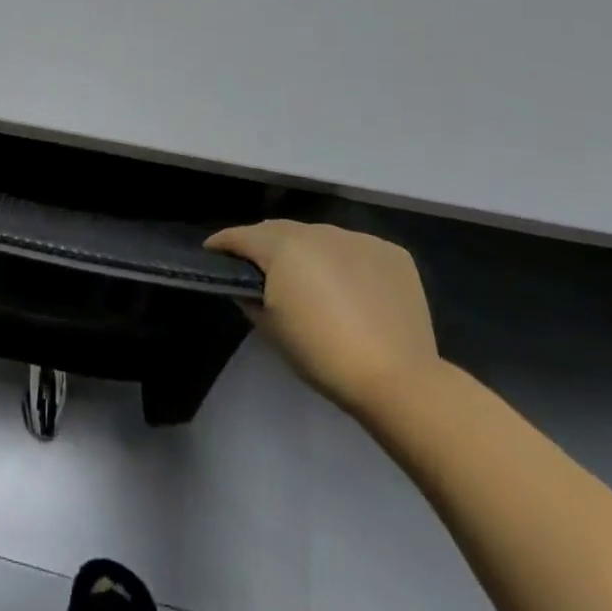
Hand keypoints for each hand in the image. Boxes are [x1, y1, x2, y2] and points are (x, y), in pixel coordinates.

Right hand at [205, 220, 441, 419]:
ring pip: (320, 238)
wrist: (398, 380)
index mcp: (282, 245)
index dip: (222, 244)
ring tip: (312, 282)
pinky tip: (353, 290)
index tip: (213, 254)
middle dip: (265, 246)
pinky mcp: (391, 253)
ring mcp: (358, 238)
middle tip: (261, 272)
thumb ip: (249, 295)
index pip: (240, 235)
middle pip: (279, 231)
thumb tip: (246, 283)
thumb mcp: (269, 327)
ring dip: (308, 253)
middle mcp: (317, 230)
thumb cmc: (321, 355)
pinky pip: (356, 250)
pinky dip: (347, 263)